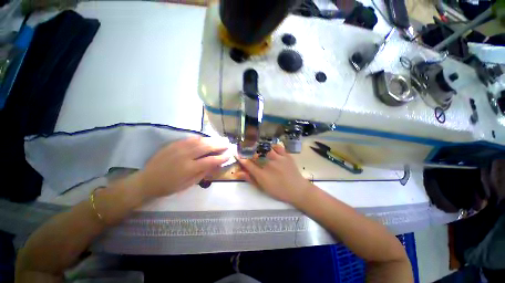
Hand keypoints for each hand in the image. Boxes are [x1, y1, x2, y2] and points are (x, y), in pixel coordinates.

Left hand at [132, 136, 229, 198]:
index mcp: (189, 168)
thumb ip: (203, 173)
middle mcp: (185, 156)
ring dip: (211, 140)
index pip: (210, 161)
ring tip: (219, 140)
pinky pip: (189, 139)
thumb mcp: (188, 184)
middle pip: (206, 147)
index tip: (228, 155)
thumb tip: (215, 164)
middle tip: (226, 144)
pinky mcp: (173, 144)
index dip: (221, 158)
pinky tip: (205, 139)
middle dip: (218, 145)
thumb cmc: (169, 186)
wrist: (147, 180)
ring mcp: (178, 148)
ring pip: (199, 141)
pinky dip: (199, 138)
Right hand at [237, 144, 311, 205]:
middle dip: (249, 151)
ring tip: (258, 148)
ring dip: (260, 147)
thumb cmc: (279, 191)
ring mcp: (278, 159)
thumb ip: (250, 179)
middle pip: (255, 154)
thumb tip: (238, 173)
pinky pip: (277, 147)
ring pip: (265, 148)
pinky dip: (272, 146)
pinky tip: (271, 148)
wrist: (297, 190)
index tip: (237, 154)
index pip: (248, 164)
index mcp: (262, 175)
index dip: (241, 158)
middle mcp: (269, 165)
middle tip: (247, 150)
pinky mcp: (286, 155)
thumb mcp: (262, 188)